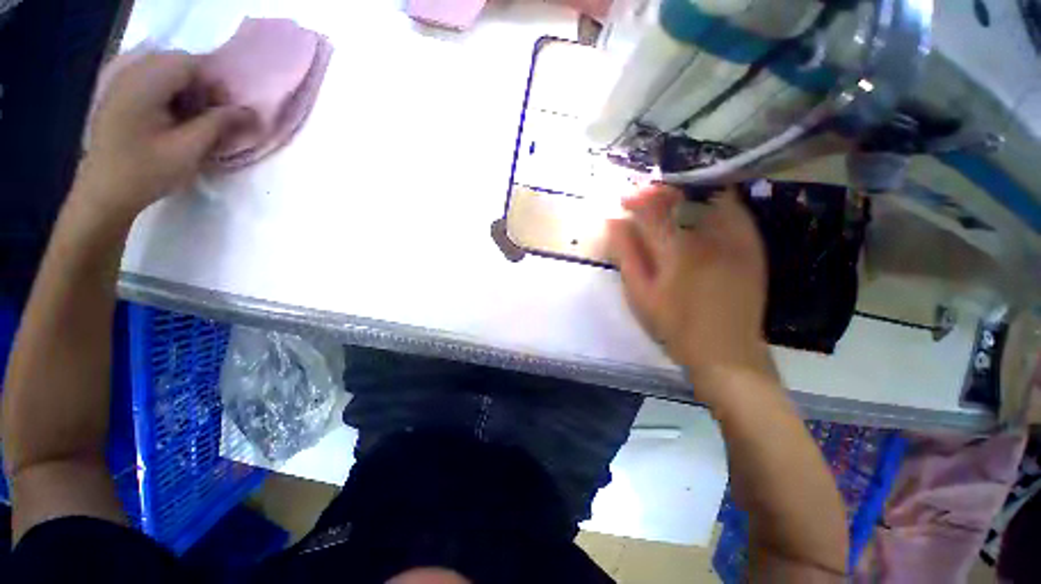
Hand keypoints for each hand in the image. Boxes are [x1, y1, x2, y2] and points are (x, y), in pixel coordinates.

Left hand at [75, 50, 253, 219]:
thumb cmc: (146, 172)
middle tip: (210, 119)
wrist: (103, 194)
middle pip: (178, 64)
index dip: (215, 85)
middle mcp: (131, 74)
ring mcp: (120, 84)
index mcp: (145, 83)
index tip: (224, 114)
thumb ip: (221, 124)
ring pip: (165, 73)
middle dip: (201, 88)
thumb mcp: (190, 149)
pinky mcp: (118, 96)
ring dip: (186, 93)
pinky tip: (172, 120)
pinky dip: (169, 96)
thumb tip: (252, 112)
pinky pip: (151, 82)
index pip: (192, 64)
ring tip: (192, 122)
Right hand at [606, 185, 777, 401]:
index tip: (624, 199)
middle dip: (660, 190)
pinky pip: (734, 210)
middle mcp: (710, 237)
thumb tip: (614, 222)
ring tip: (668, 201)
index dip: (637, 198)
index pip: (654, 209)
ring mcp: (737, 239)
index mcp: (677, 251)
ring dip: (685, 192)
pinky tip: (698, 212)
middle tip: (644, 197)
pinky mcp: (752, 246)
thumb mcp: (641, 294)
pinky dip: (713, 202)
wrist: (727, 352)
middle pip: (683, 196)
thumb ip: (627, 255)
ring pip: (710, 196)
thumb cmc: (675, 326)